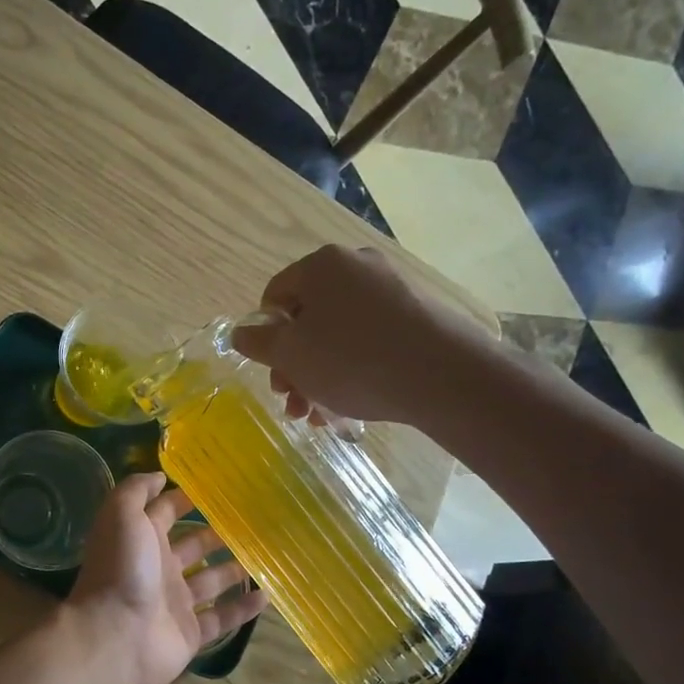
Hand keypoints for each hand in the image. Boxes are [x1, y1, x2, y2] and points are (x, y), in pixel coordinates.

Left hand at [65, 473, 266, 683]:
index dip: (183, 499)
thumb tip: (160, 476)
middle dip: (215, 533)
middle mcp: (157, 568)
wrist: (115, 636)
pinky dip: (243, 608)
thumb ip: (136, 490)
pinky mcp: (190, 632)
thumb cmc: (121, 569)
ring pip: (210, 581)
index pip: (164, 513)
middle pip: (191, 546)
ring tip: (266, 554)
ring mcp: (174, 602)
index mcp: (140, 539)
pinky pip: (222, 618)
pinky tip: (267, 595)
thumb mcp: (121, 515)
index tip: (216, 487)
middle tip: (252, 520)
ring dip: (233, 569)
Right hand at [229, 245, 492, 425]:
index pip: (275, 295)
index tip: (272, 370)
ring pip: (337, 337)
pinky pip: (368, 341)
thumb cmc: (351, 359)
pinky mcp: (416, 317)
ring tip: (318, 418)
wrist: (443, 375)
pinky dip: (352, 371)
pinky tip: (348, 407)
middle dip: (294, 366)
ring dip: (319, 378)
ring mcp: (390, 291)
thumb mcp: (291, 354)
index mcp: (321, 266)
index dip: (265, 336)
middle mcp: (356, 268)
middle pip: (307, 320)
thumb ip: (258, 342)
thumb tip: (240, 332)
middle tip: (293, 403)